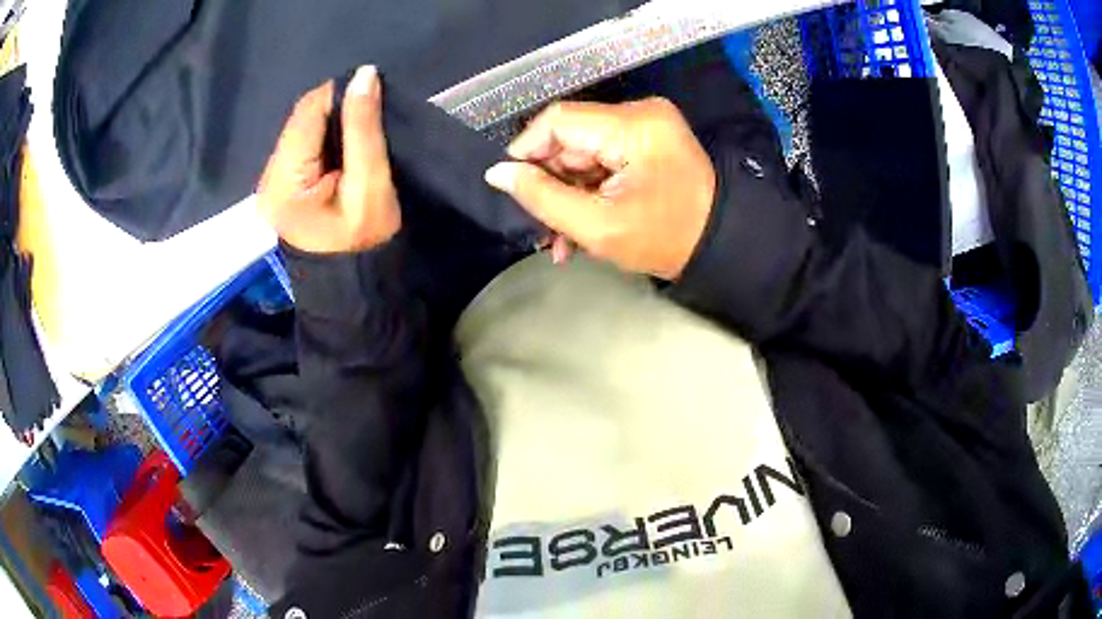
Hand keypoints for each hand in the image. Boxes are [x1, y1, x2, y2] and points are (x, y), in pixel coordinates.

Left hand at [258, 65, 400, 253]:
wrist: (353, 284)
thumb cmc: (364, 242)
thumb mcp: (370, 183)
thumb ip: (363, 129)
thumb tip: (364, 74)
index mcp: (282, 182)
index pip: (306, 113)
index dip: (339, 96)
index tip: (371, 100)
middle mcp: (266, 178)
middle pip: (300, 120)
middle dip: (334, 113)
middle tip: (367, 125)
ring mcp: (270, 183)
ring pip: (300, 130)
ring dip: (330, 126)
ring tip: (356, 141)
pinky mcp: (279, 186)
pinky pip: (301, 146)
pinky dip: (323, 140)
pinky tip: (340, 154)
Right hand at [484, 98, 715, 279]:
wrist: (718, 247)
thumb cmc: (664, 240)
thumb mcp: (597, 226)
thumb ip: (542, 197)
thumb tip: (498, 174)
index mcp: (634, 126)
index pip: (559, 119)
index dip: (527, 149)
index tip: (509, 183)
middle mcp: (641, 113)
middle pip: (571, 136)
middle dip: (551, 180)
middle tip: (540, 224)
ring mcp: (646, 125)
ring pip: (583, 150)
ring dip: (568, 191)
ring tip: (559, 237)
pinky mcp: (648, 139)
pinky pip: (602, 156)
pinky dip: (588, 187)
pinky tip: (579, 223)